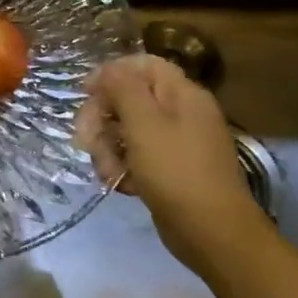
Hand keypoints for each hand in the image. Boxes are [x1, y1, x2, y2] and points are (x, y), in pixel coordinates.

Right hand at [75, 54, 268, 272]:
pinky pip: (136, 155)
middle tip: (86, 140)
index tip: (85, 94)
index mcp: (182, 94)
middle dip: (102, 117)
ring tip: (107, 171)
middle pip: (129, 98)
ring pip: (126, 129)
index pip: (142, 65)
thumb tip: (108, 69)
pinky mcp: (169, 168)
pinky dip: (122, 166)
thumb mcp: (144, 123)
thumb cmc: (175, 171)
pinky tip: (120, 183)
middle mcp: (182, 112)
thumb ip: (123, 88)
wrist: (211, 232)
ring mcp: (176, 142)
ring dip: (107, 147)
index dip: (110, 73)